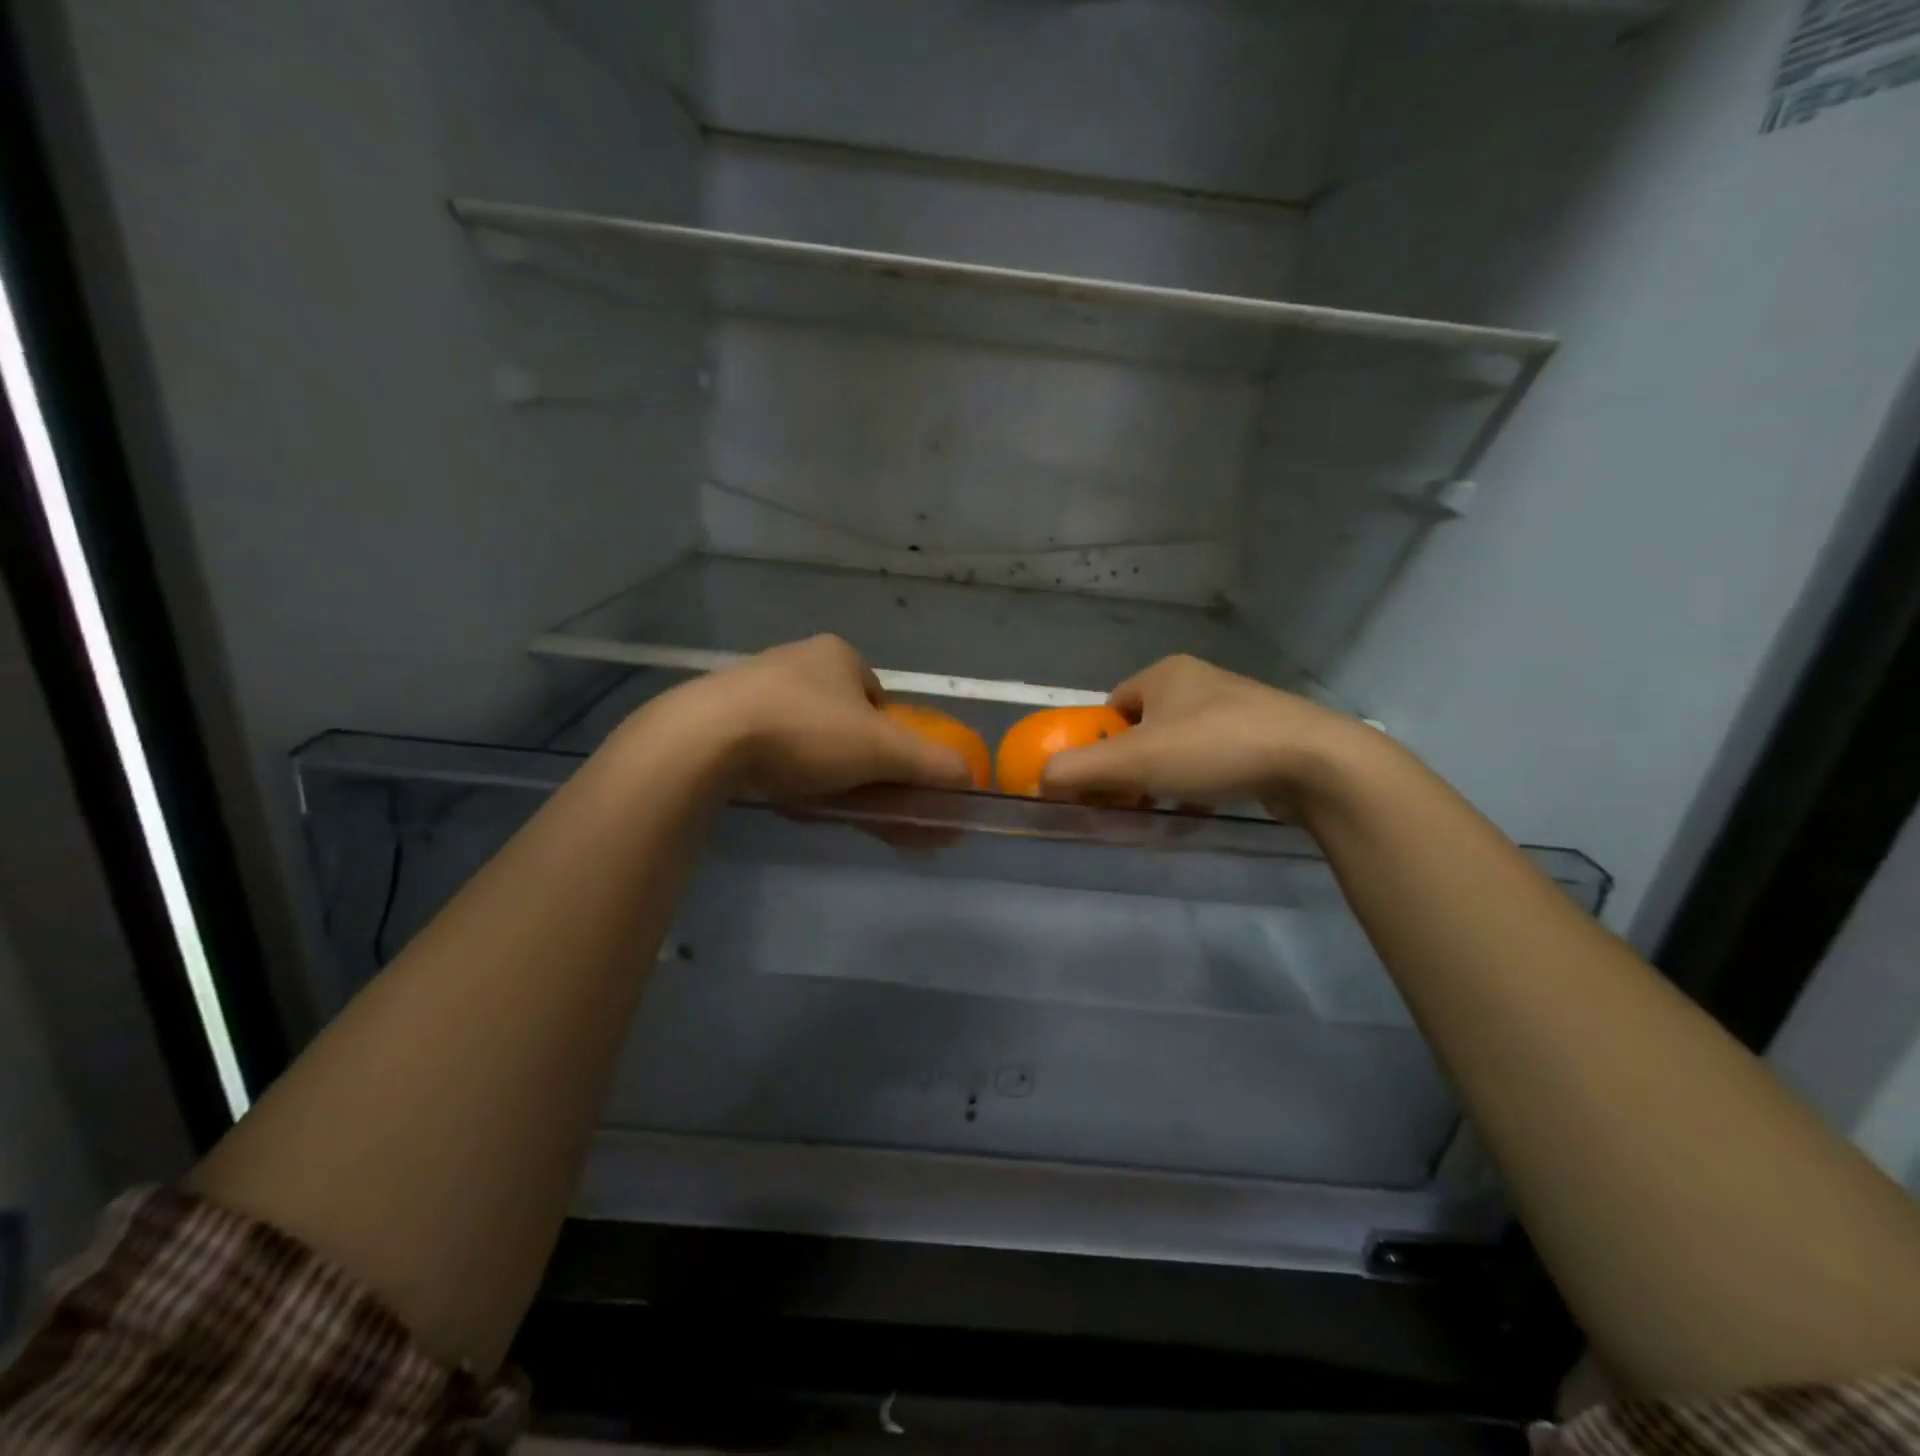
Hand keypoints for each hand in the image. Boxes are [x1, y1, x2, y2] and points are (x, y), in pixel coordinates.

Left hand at [648, 635, 974, 800]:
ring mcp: (752, 687)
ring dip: (822, 770)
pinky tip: (782, 796)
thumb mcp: (882, 750)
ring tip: (821, 803)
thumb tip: (970, 780)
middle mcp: (795, 661)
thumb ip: (932, 764)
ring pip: (806, 736)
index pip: (879, 699)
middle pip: (844, 720)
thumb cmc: (804, 732)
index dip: (890, 739)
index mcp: (837, 655)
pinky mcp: (719, 717)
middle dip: (857, 761)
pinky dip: (784, 772)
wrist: (702, 741)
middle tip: (859, 798)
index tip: (885, 773)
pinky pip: (768, 747)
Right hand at [1040, 655, 1376, 818]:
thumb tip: (1039, 779)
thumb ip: (1078, 768)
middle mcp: (1199, 682)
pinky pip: (1213, 760)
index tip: (1100, 780)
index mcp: (1166, 674)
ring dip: (1163, 779)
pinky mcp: (1264, 736)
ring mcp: (1237, 708)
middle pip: (1143, 730)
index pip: (1111, 707)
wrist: (1315, 762)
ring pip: (1179, 747)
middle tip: (1128, 802)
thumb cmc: (1213, 749)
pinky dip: (1198, 785)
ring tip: (1163, 810)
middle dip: (1131, 768)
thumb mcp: (1134, 760)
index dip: (1098, 744)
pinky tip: (1201, 810)